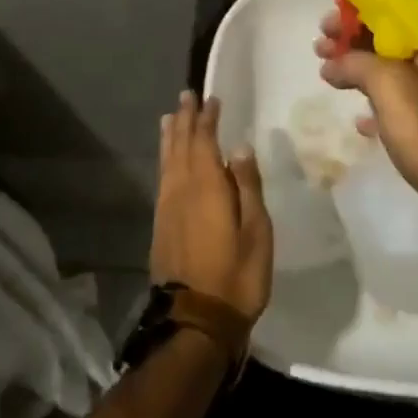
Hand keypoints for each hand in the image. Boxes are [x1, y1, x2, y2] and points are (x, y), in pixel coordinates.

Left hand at [152, 92, 273, 322]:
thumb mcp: (256, 231)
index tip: (211, 99)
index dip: (208, 119)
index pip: (205, 142)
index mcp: (206, 187)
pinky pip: (162, 178)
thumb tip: (238, 147)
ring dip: (170, 137)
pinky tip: (167, 160)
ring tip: (169, 118)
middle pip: (180, 146)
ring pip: (167, 162)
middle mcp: (181, 190)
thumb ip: (246, 186)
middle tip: (186, 96)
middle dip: (184, 120)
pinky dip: (165, 160)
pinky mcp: (161, 226)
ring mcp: (167, 209)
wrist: (195, 322)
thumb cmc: (236, 276)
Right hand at [315, 9, 417, 249]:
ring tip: (330, 76)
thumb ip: (355, 60)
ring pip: (399, 68)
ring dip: (363, 69)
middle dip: (355, 40)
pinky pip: (407, 99)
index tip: (328, 18)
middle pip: (395, 35)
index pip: (396, 5)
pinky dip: (382, 101)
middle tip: (321, 47)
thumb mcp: (387, 83)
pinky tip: (362, 121)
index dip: (358, 8)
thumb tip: (333, 61)